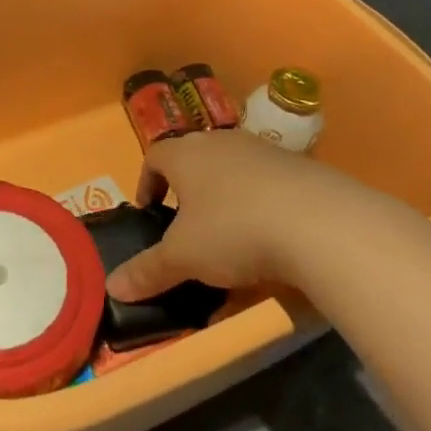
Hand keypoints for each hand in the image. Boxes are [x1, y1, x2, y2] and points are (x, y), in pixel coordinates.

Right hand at [105, 131, 429, 302]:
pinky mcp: (300, 168)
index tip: (149, 210)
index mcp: (186, 154)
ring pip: (233, 170)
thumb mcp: (183, 257)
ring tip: (228, 236)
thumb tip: (112, 287)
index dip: (147, 181)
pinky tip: (269, 239)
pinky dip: (260, 206)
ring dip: (225, 197)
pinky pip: (267, 184)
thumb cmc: (233, 230)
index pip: (155, 155)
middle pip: (195, 159)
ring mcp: (264, 152)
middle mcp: (222, 142)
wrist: (319, 223)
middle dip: (187, 190)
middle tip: (186, 225)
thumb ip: (147, 271)